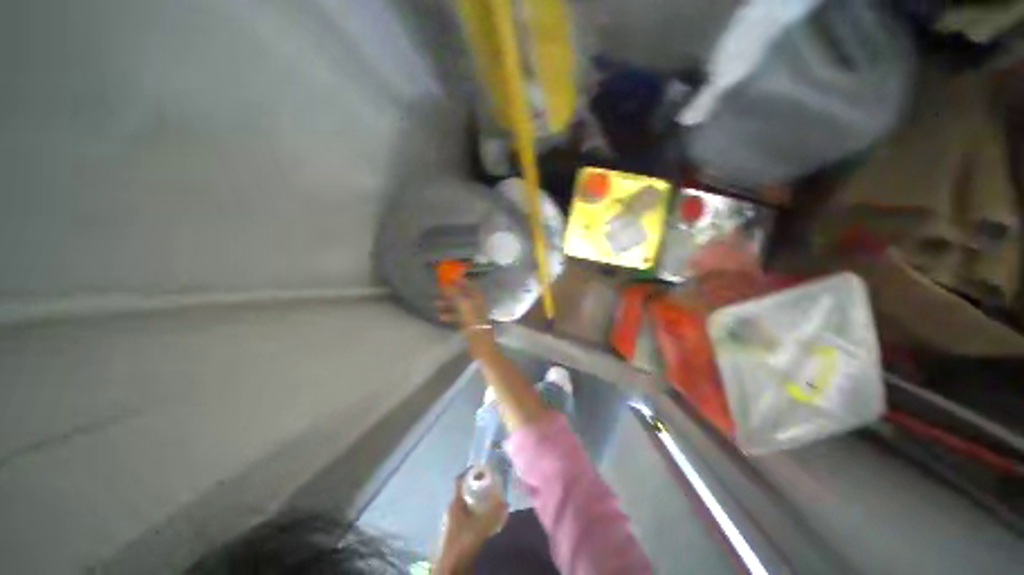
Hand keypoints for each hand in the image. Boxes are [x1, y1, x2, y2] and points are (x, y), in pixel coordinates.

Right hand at [435, 280, 494, 357]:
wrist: (481, 346)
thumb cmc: (474, 324)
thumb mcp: (464, 306)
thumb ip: (455, 294)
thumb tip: (446, 283)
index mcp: (477, 298)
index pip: (468, 285)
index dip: (458, 281)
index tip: (446, 278)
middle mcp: (476, 304)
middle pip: (462, 294)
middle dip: (450, 292)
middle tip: (437, 291)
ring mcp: (473, 314)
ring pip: (459, 305)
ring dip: (447, 304)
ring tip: (435, 304)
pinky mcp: (469, 324)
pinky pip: (458, 316)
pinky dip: (450, 314)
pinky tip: (440, 316)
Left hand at [435, 476, 507, 573]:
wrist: (450, 568)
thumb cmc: (462, 542)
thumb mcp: (480, 526)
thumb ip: (494, 513)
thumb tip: (506, 501)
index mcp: (454, 502)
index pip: (460, 480)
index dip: (470, 471)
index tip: (483, 467)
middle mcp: (452, 508)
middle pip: (464, 491)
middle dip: (477, 486)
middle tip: (492, 483)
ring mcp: (453, 520)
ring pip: (467, 504)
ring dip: (478, 500)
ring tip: (492, 499)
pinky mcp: (457, 531)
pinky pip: (468, 515)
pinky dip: (477, 512)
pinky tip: (486, 517)